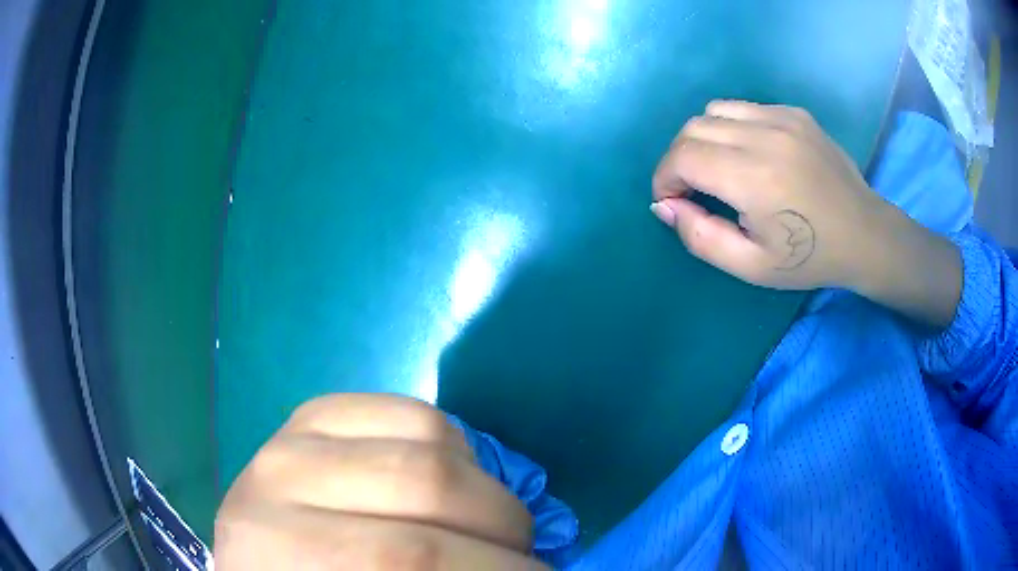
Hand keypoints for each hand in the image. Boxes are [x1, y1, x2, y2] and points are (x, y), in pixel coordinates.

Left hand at [214, 394, 543, 569]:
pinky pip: (412, 412)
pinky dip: (457, 453)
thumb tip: (523, 568)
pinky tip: (447, 491)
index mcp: (281, 554)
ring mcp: (293, 437)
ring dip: (487, 497)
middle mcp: (275, 484)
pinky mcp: (314, 413)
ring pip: (431, 443)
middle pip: (429, 488)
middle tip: (522, 560)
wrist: (262, 559)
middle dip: (505, 532)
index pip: (412, 556)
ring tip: (487, 530)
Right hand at [650, 100, 890, 290]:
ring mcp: (782, 118)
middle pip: (693, 128)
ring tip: (719, 167)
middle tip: (691, 187)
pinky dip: (732, 128)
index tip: (672, 200)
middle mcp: (765, 137)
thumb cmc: (810, 258)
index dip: (665, 178)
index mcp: (754, 179)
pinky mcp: (794, 113)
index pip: (683, 157)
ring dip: (703, 138)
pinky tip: (750, 154)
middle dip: (679, 158)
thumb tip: (665, 205)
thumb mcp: (751, 267)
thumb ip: (701, 238)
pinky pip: (745, 108)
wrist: (864, 234)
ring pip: (715, 110)